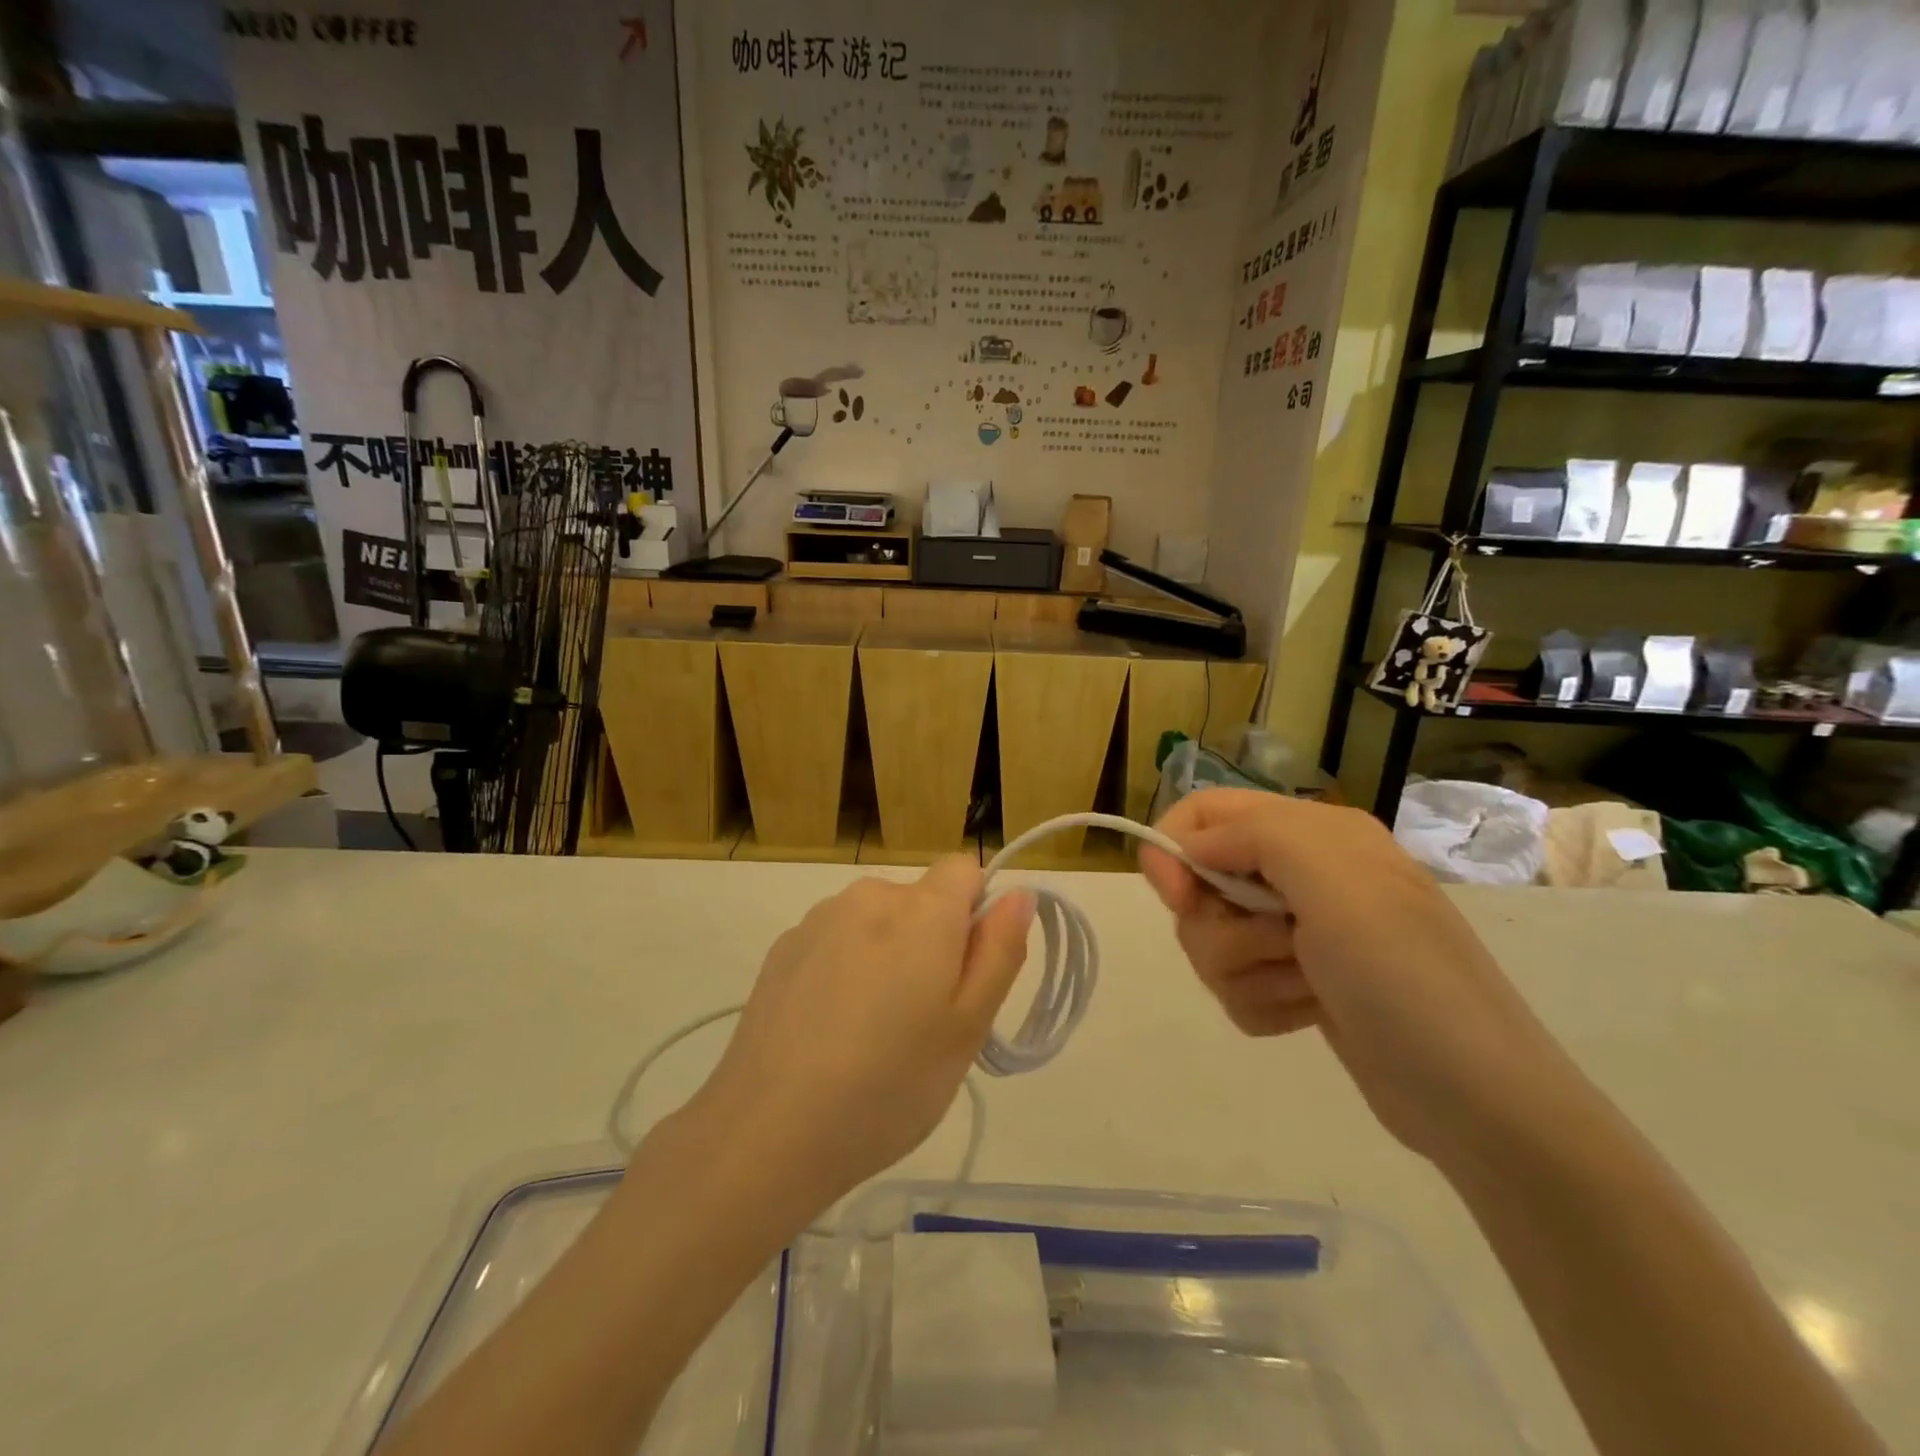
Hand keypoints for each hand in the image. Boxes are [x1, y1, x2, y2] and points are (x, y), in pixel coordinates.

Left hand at [693, 858, 1034, 1216]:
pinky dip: (846, 967)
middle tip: (923, 1021)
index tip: (966, 973)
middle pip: (921, 899)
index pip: (964, 869)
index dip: (976, 913)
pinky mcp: (783, 947)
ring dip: (888, 954)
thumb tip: (1018, 894)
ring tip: (871, 1033)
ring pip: (878, 921)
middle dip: (933, 941)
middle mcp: (868, 896)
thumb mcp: (968, 1028)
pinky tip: (828, 1030)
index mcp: (921, 909)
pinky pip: (837, 940)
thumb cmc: (888, 1085)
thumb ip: (1000, 950)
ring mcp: (819, 919)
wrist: (766, 1133)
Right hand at [1139, 789, 1588, 1170]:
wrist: (1477, 1099)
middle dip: (1222, 926)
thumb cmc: (1403, 975)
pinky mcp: (1297, 984)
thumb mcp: (1334, 880)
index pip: (1204, 812)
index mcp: (1310, 832)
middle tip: (1277, 946)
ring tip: (1306, 987)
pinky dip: (1262, 1004)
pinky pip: (1235, 984)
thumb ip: (1251, 835)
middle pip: (1200, 883)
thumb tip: (1187, 846)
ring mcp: (1299, 932)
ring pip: (1213, 939)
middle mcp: (1301, 874)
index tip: (1178, 898)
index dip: (1173, 847)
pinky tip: (1310, 1014)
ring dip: (1248, 972)